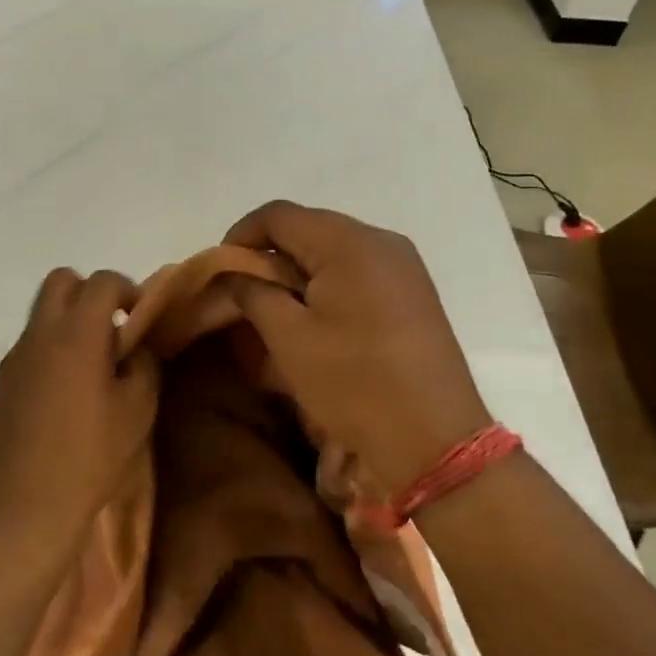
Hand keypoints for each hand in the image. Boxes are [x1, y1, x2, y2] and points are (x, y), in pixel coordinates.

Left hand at [0, 269, 160, 552]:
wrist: (27, 506)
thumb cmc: (91, 457)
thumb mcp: (137, 410)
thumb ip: (142, 364)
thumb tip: (133, 345)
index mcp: (77, 334)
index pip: (102, 281)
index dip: (127, 289)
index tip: (139, 318)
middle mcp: (40, 334)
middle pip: (60, 280)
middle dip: (89, 292)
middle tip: (111, 329)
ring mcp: (14, 357)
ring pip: (41, 313)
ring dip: (68, 321)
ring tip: (89, 365)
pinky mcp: (1, 381)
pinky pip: (29, 345)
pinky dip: (49, 349)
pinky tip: (63, 393)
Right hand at [222, 202, 491, 497]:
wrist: (434, 440)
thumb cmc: (354, 383)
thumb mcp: (288, 337)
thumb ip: (253, 291)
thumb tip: (233, 271)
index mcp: (349, 242)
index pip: (278, 214)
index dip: (241, 235)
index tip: (221, 271)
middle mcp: (381, 240)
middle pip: (308, 228)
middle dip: (270, 254)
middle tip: (245, 293)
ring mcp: (404, 265)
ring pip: (333, 250)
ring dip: (298, 271)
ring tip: (278, 310)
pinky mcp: (414, 291)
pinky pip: (359, 270)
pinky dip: (328, 284)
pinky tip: (317, 319)